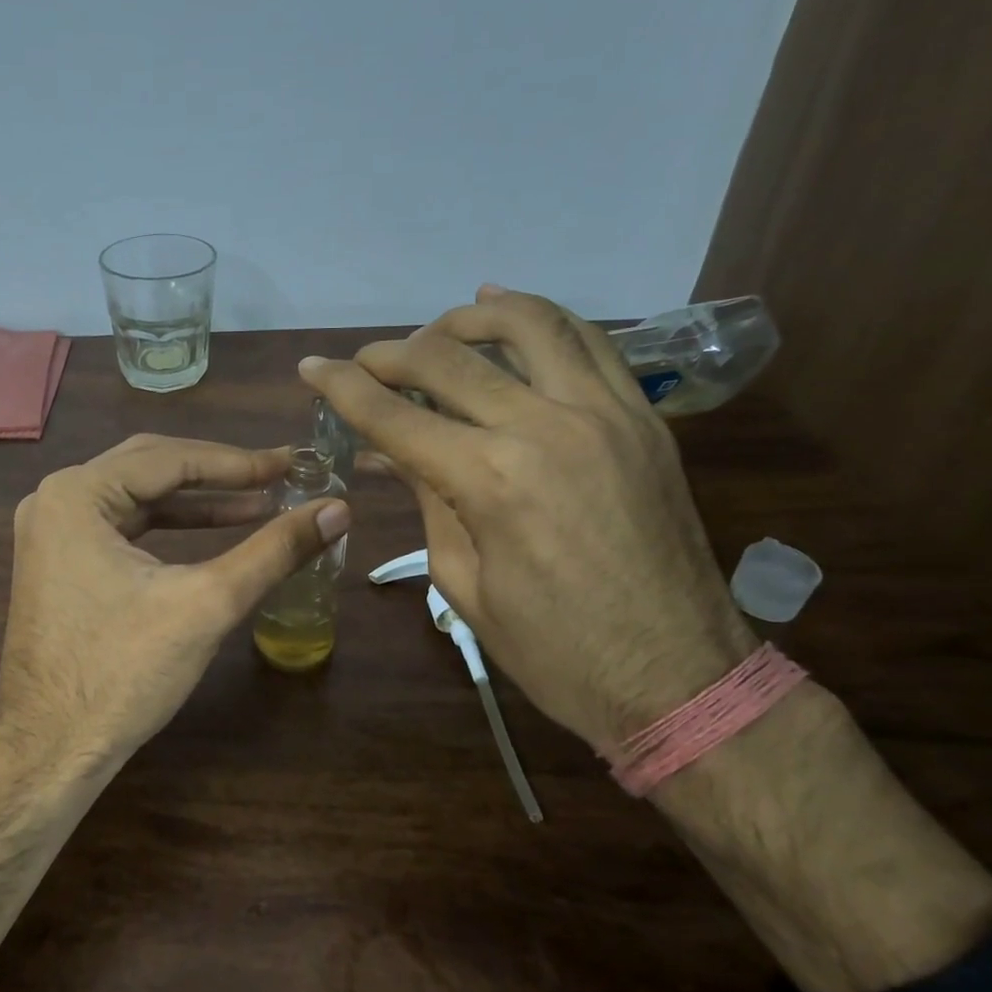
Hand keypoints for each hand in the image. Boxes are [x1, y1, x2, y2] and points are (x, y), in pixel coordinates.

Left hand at [0, 434, 349, 766]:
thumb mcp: (207, 603)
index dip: (236, 462)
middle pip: (149, 466)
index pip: (169, 458)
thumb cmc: (124, 673)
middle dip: (216, 473)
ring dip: (196, 501)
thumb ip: (274, 550)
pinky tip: (212, 531)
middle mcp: (54, 499)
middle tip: (277, 476)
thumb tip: (338, 509)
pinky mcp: (58, 562)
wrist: (51, 752)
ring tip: (258, 504)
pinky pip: (122, 526)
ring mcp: (50, 532)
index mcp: (76, 494)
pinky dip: (168, 527)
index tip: (290, 464)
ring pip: (136, 497)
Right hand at [300, 287, 755, 750]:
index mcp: (490, 480)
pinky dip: (541, 318)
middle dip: (390, 353)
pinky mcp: (643, 419)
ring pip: (528, 325)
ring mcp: (605, 414)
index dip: (342, 387)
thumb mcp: (462, 582)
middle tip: (362, 363)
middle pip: (448, 359)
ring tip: (433, 333)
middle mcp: (545, 428)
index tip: (311, 368)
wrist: (680, 679)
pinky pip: (590, 342)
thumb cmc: (553, 652)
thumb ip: (427, 499)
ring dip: (466, 320)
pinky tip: (507, 311)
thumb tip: (391, 451)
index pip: (394, 414)